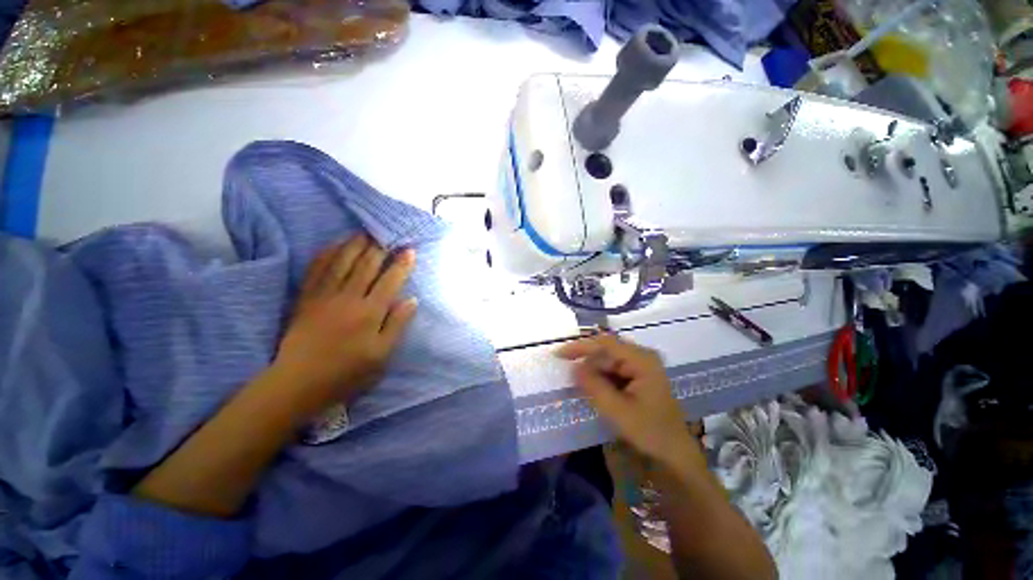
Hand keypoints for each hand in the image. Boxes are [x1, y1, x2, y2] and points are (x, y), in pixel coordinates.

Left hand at [272, 235, 417, 415]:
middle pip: (367, 266)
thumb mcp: (381, 355)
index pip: (390, 281)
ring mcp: (324, 296)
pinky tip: (333, 244)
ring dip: (355, 245)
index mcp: (370, 312)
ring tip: (365, 232)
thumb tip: (412, 300)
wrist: (298, 382)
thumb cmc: (347, 372)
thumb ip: (397, 325)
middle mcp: (348, 298)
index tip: (410, 250)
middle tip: (388, 234)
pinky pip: (316, 270)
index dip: (402, 264)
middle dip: (379, 248)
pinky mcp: (306, 298)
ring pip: (342, 262)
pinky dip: (326, 254)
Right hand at [557, 334, 698, 466]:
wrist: (674, 454)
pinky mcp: (639, 376)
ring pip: (608, 361)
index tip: (559, 355)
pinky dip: (600, 377)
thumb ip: (593, 385)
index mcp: (641, 359)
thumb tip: (574, 367)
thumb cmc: (649, 432)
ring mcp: (641, 366)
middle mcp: (642, 357)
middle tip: (566, 371)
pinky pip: (614, 370)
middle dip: (586, 360)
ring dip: (592, 370)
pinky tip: (592, 387)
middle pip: (606, 350)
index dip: (580, 346)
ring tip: (577, 382)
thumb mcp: (617, 410)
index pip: (605, 344)